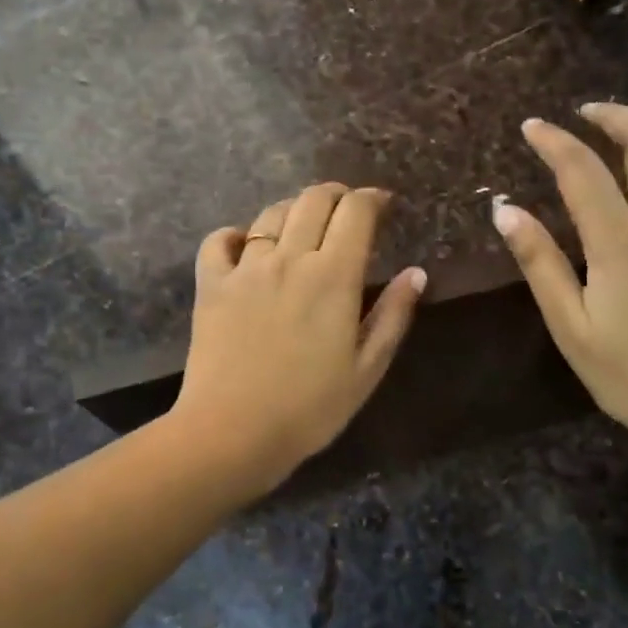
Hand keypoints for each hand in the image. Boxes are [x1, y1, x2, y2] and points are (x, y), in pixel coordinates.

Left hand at [172, 184, 425, 485]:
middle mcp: (289, 259)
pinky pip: (219, 241)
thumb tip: (416, 272)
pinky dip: (235, 235)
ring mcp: (245, 268)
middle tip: (347, 210)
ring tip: (303, 227)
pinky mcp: (211, 284)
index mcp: (333, 276)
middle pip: (313, 200)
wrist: (233, 432)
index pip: (356, 212)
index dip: (372, 199)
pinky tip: (245, 246)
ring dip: (293, 210)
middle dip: (336, 195)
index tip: (382, 204)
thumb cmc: (309, 409)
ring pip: (271, 214)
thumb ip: (393, 316)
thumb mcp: (366, 369)